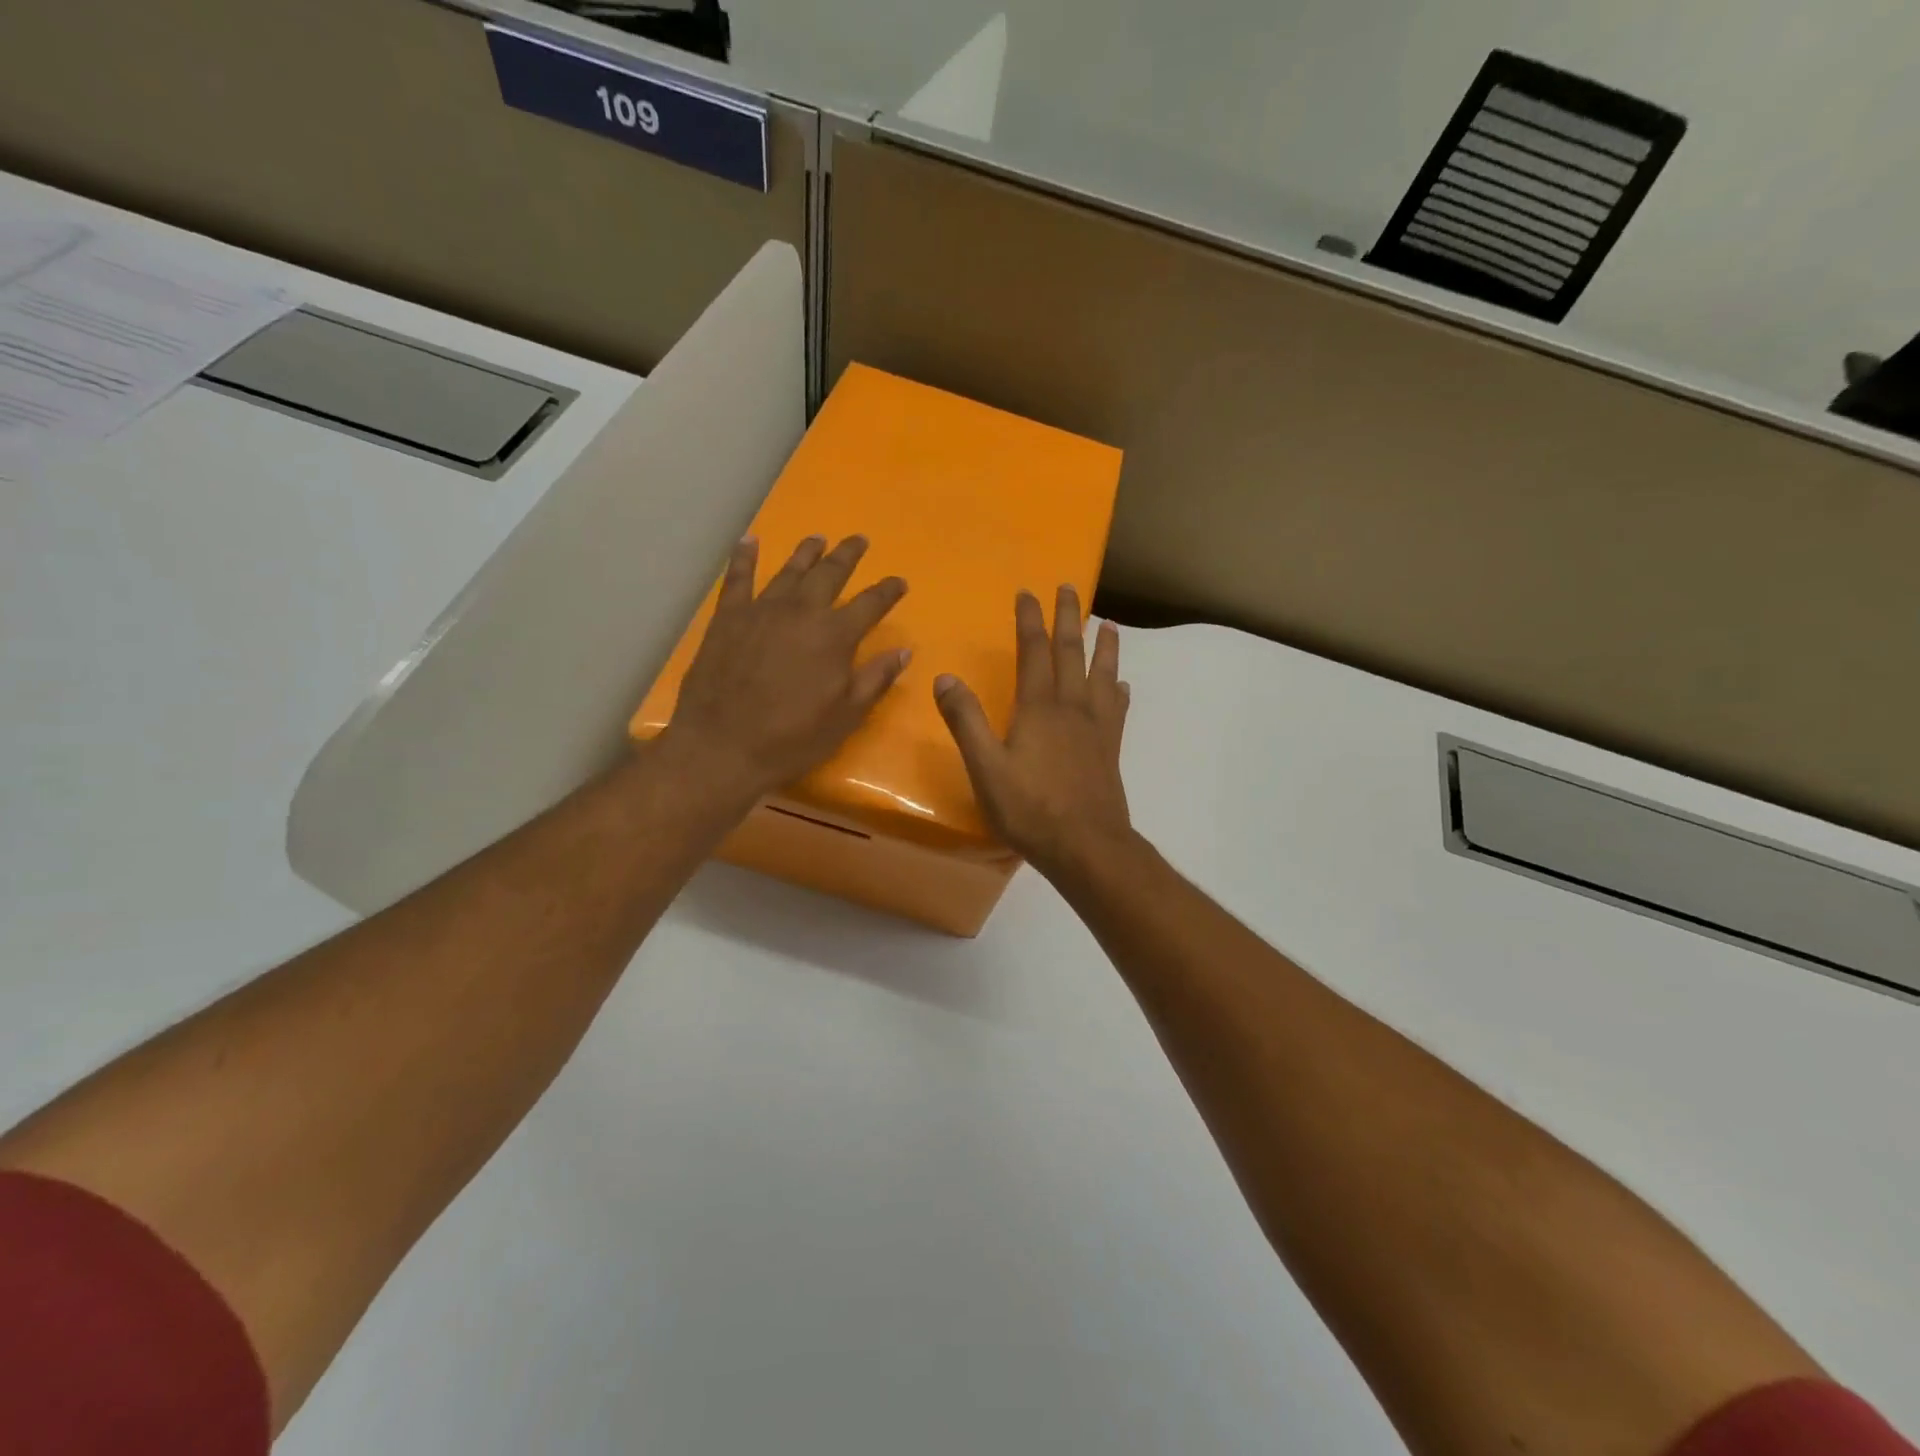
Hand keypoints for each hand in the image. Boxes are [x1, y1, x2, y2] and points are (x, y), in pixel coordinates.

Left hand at [660, 535, 909, 802]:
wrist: (722, 746)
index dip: (888, 591)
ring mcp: (762, 610)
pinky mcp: (728, 617)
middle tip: (859, 540)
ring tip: (818, 538)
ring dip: (807, 552)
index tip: (899, 582)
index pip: (871, 604)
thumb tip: (903, 652)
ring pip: (790, 570)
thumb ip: (875, 679)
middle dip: (847, 555)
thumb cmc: (792, 739)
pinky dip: (745, 557)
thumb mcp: (846, 716)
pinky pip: (738, 578)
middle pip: (830, 574)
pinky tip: (750, 541)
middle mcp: (802, 612)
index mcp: (835, 636)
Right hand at [933, 586, 1133, 878]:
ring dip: (1104, 647)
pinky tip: (1121, 685)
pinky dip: (1118, 690)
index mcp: (1038, 708)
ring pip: (1102, 675)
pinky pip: (1116, 709)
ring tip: (1109, 624)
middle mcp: (1071, 708)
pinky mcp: (1110, 749)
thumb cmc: (1030, 809)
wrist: (1087, 846)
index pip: (1033, 652)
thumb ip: (966, 721)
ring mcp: (1096, 728)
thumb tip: (945, 677)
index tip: (1028, 592)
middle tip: (1070, 588)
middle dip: (1068, 618)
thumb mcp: (986, 767)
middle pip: (1071, 653)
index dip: (1030, 620)